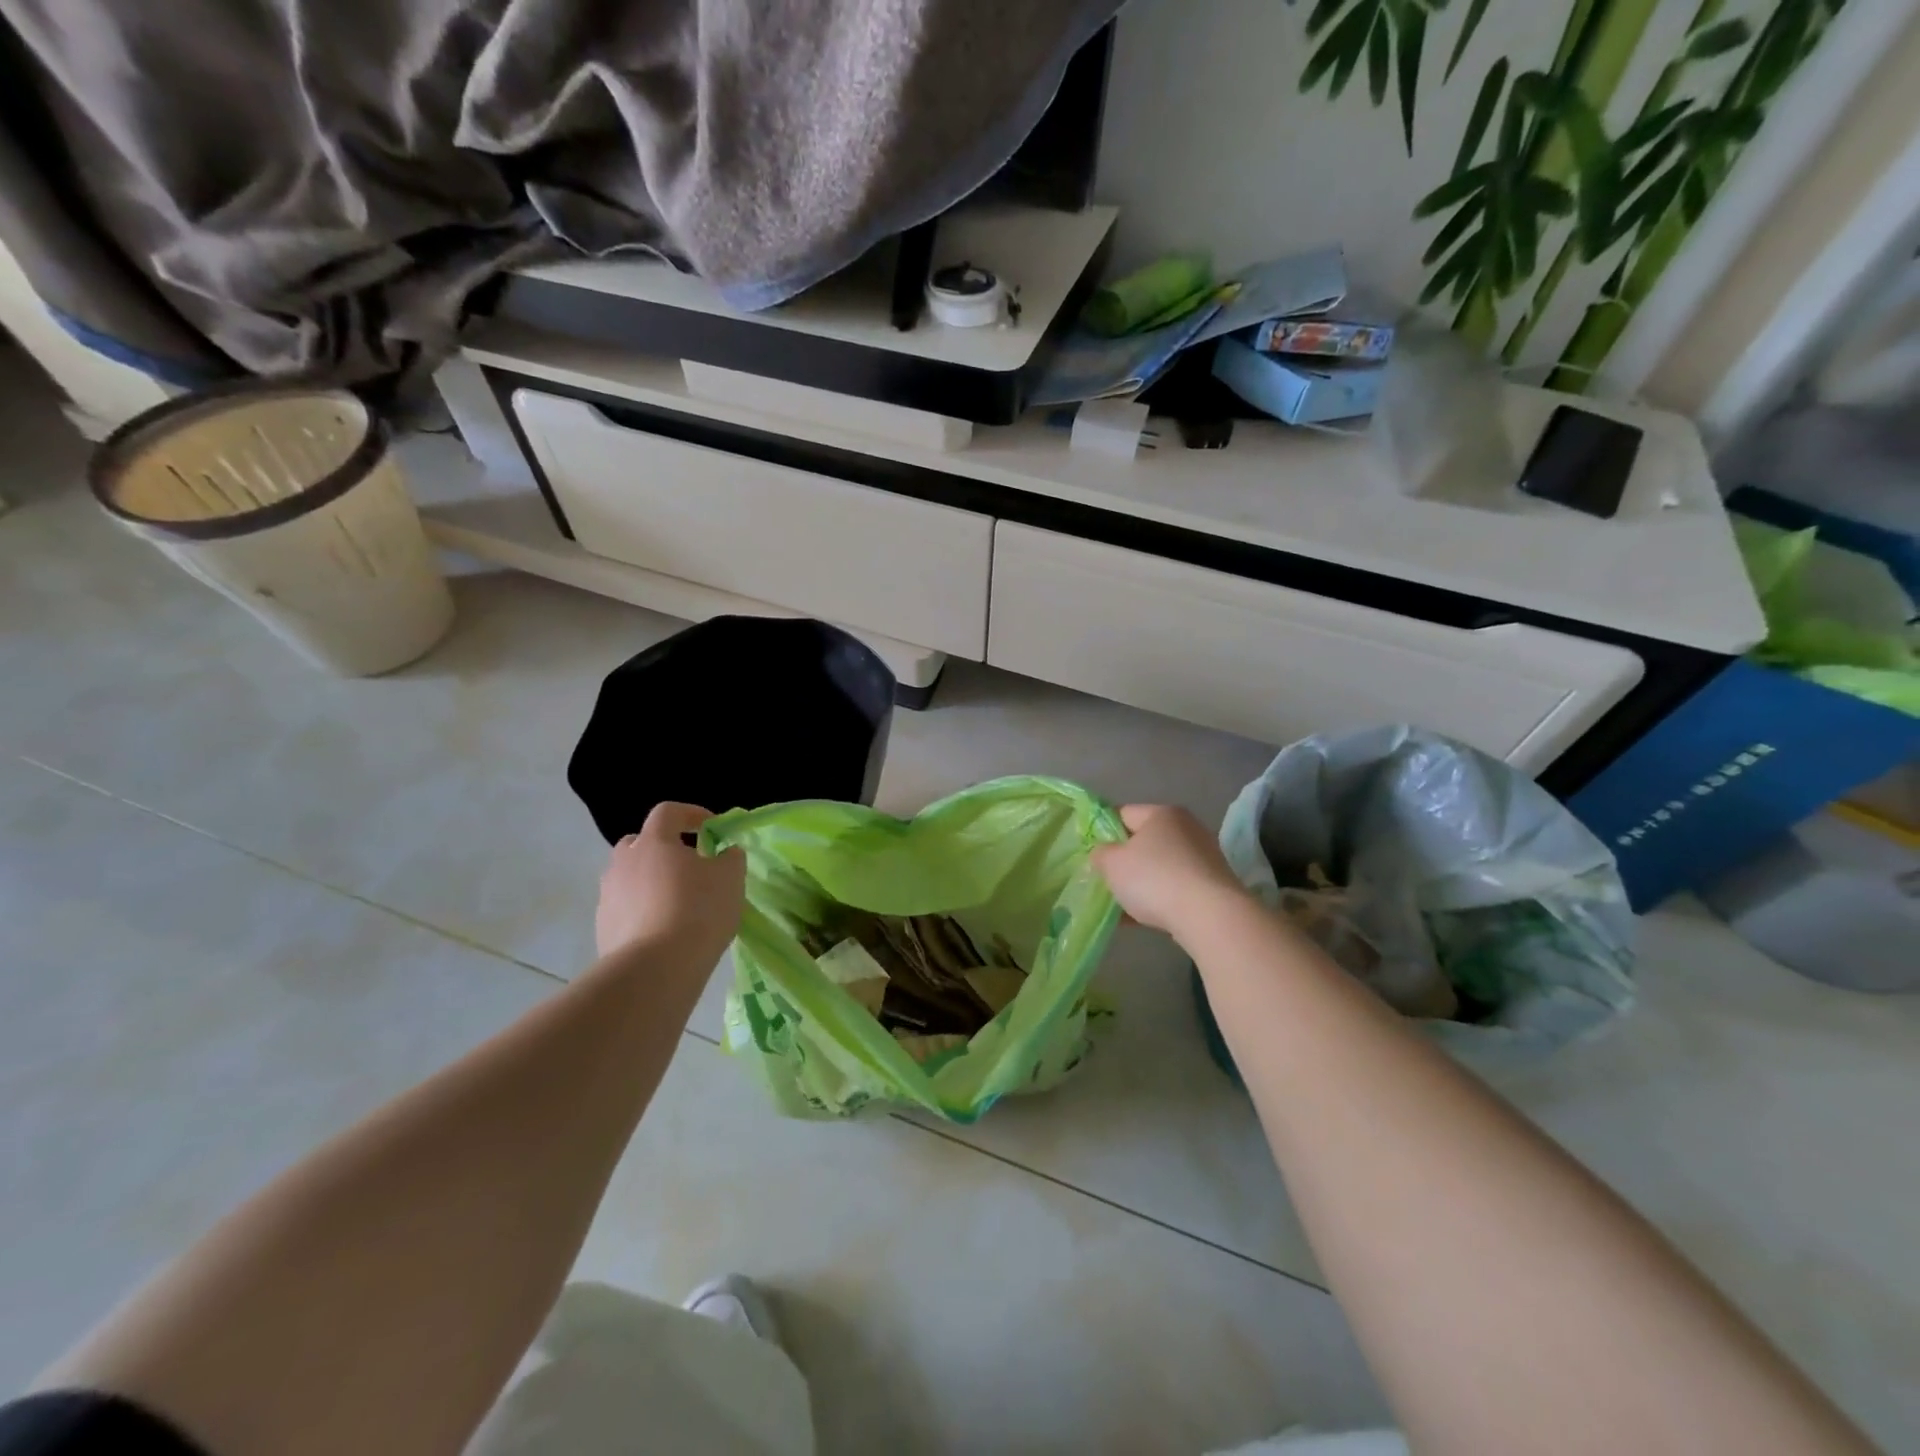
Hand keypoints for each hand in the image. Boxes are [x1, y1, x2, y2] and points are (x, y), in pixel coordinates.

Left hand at [596, 802, 745, 963]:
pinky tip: (664, 931)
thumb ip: (730, 857)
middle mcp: (624, 862)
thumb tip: (725, 852)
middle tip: (689, 866)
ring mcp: (608, 896)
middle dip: (663, 848)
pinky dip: (643, 911)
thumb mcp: (730, 878)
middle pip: (640, 843)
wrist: (654, 969)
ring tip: (678, 903)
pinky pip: (625, 908)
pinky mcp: (603, 928)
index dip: (692, 814)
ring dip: (651, 882)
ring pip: (630, 877)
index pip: (668, 812)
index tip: (713, 828)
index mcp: (654, 842)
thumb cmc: (697, 911)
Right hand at [1091, 804, 1248, 938]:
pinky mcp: (1214, 884)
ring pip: (1160, 867)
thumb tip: (1104, 853)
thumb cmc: (1154, 880)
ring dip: (1142, 883)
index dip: (1103, 832)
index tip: (1092, 855)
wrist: (1210, 916)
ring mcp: (1204, 856)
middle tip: (1107, 881)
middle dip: (1124, 861)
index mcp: (1162, 813)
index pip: (1122, 814)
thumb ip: (1101, 853)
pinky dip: (1160, 899)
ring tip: (1123, 906)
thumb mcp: (1112, 864)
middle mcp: (1187, 828)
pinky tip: (1142, 919)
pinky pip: (1176, 887)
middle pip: (1144, 841)